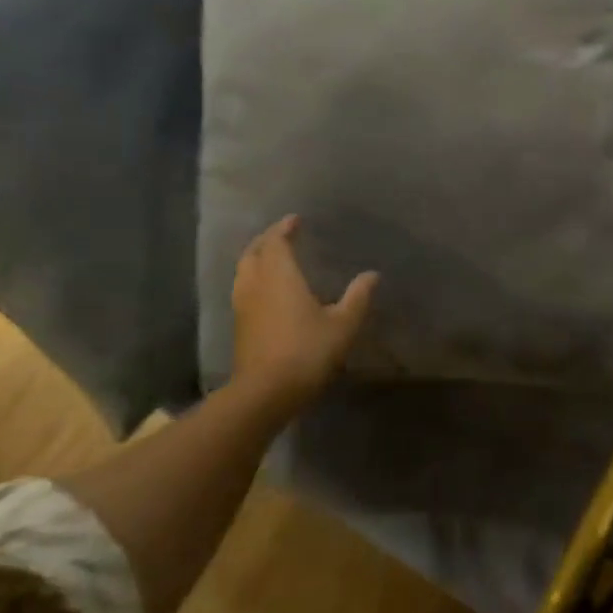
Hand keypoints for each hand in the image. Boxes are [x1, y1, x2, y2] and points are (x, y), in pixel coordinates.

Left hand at [229, 216, 376, 418]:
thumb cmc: (308, 351)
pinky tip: (268, 290)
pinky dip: (254, 279)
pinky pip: (244, 289)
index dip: (284, 228)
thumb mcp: (343, 324)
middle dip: (266, 240)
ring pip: (244, 271)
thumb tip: (371, 274)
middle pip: (253, 253)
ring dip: (256, 259)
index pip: (276, 242)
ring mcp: (243, 306)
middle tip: (282, 235)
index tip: (295, 220)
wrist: (266, 392)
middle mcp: (256, 285)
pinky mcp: (240, 326)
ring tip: (272, 258)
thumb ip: (357, 296)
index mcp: (280, 276)